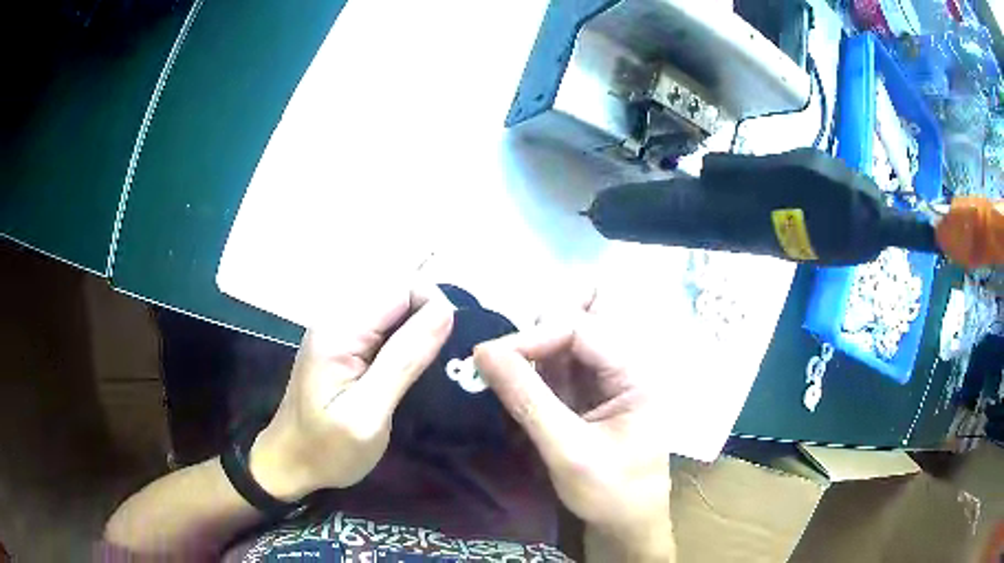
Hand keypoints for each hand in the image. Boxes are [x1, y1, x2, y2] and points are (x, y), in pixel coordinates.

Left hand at [250, 284, 453, 500]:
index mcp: (340, 330)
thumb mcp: (369, 413)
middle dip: (427, 323)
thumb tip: (445, 311)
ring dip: (417, 335)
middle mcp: (338, 319)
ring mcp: (338, 331)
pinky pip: (384, 330)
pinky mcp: (343, 346)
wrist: (290, 464)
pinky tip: (406, 373)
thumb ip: (404, 361)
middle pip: (399, 295)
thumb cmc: (327, 449)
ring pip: (394, 312)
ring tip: (424, 375)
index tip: (448, 349)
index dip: (433, 309)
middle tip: (436, 370)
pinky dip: (403, 345)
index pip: (402, 288)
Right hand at [473, 296, 673, 559]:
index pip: (580, 330)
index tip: (487, 358)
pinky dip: (532, 374)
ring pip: (563, 346)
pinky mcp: (591, 396)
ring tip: (496, 375)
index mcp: (634, 374)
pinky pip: (558, 370)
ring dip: (529, 356)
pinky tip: (512, 388)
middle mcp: (623, 367)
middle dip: (532, 338)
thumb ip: (527, 399)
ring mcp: (607, 381)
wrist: (628, 527)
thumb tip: (483, 351)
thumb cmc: (610, 493)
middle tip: (493, 361)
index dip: (533, 336)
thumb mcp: (567, 450)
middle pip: (574, 328)